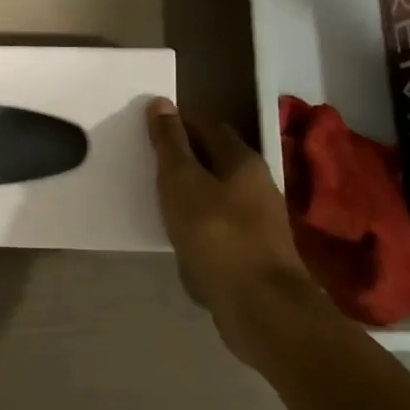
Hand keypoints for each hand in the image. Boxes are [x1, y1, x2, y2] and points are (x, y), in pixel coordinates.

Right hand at [146, 98, 325, 365]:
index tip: (148, 127)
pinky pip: (220, 224)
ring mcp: (259, 220)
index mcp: (242, 160)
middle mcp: (257, 184)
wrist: (261, 307)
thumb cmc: (217, 235)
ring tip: (158, 197)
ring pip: (218, 193)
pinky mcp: (255, 252)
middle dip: (185, 156)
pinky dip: (199, 221)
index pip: (207, 125)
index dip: (178, 122)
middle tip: (148, 161)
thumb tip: (161, 103)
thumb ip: (170, 144)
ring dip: (191, 191)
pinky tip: (181, 234)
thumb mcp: (182, 183)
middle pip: (216, 158)